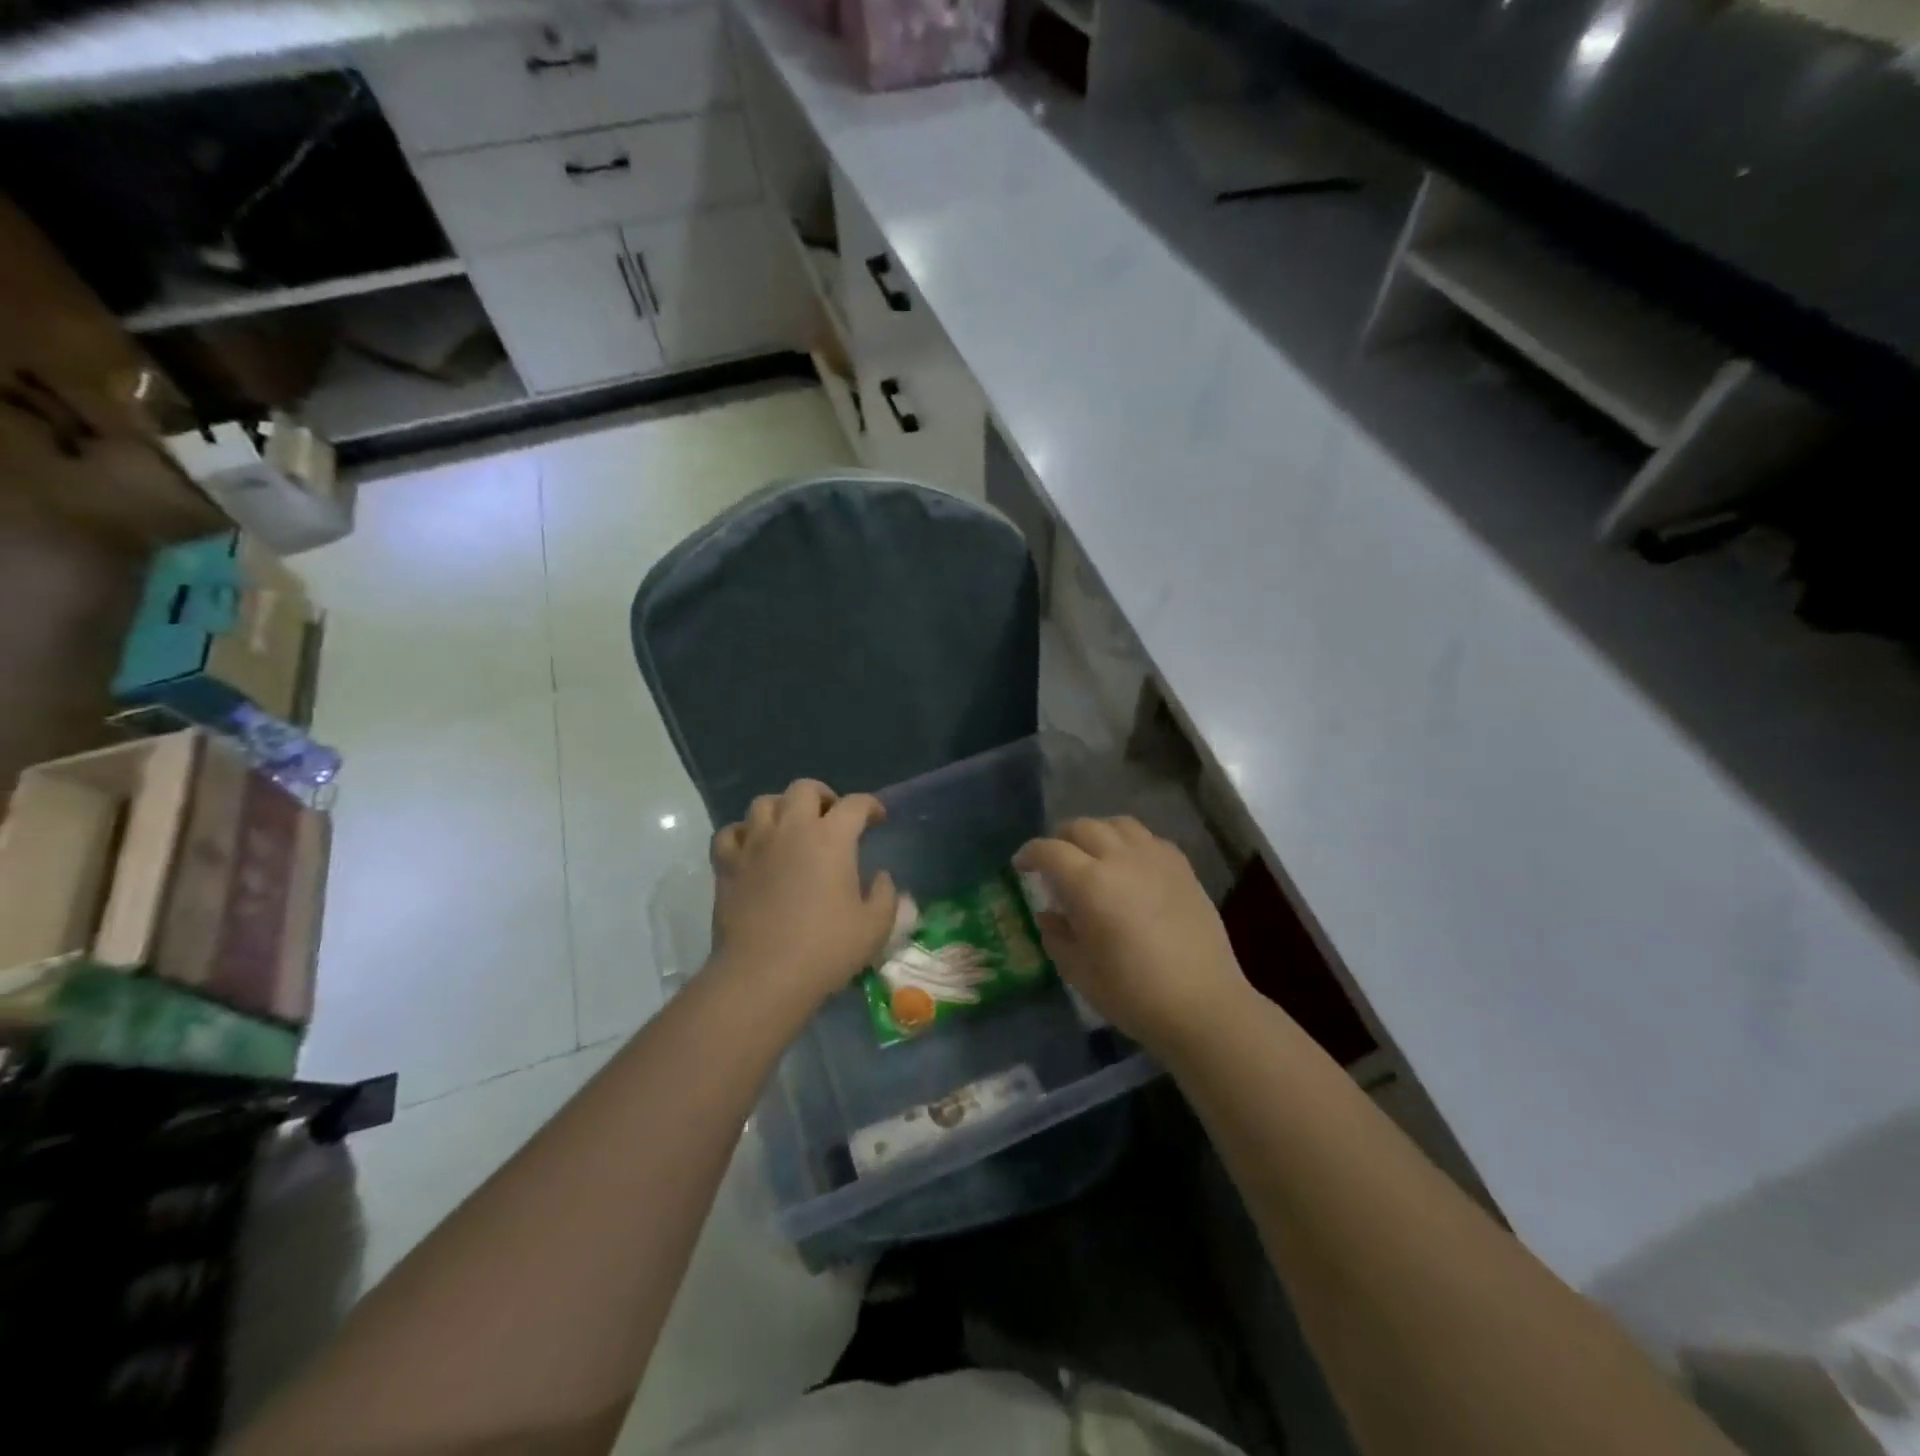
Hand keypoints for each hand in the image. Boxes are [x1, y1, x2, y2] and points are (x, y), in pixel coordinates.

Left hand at [708, 779, 898, 1016]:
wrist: (762, 976)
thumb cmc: (825, 949)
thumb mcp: (874, 927)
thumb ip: (885, 895)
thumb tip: (881, 877)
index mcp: (831, 838)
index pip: (855, 804)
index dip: (871, 806)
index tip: (878, 819)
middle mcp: (791, 829)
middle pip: (804, 789)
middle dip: (823, 796)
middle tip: (832, 818)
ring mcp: (754, 844)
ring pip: (764, 803)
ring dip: (782, 809)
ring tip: (791, 829)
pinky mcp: (726, 865)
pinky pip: (731, 833)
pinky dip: (744, 833)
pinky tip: (753, 848)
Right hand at [1016, 816, 1249, 1053]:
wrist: (1203, 1004)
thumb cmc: (1132, 994)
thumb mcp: (1078, 971)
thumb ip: (1056, 935)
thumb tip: (1048, 914)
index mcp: (1089, 883)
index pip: (1049, 850)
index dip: (1030, 853)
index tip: (1021, 865)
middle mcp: (1121, 858)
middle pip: (1083, 827)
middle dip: (1061, 838)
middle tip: (1054, 860)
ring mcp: (1156, 859)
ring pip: (1119, 824)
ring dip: (1097, 832)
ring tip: (1093, 854)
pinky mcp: (1183, 868)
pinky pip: (1149, 839)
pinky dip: (1130, 843)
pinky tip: (1130, 866)